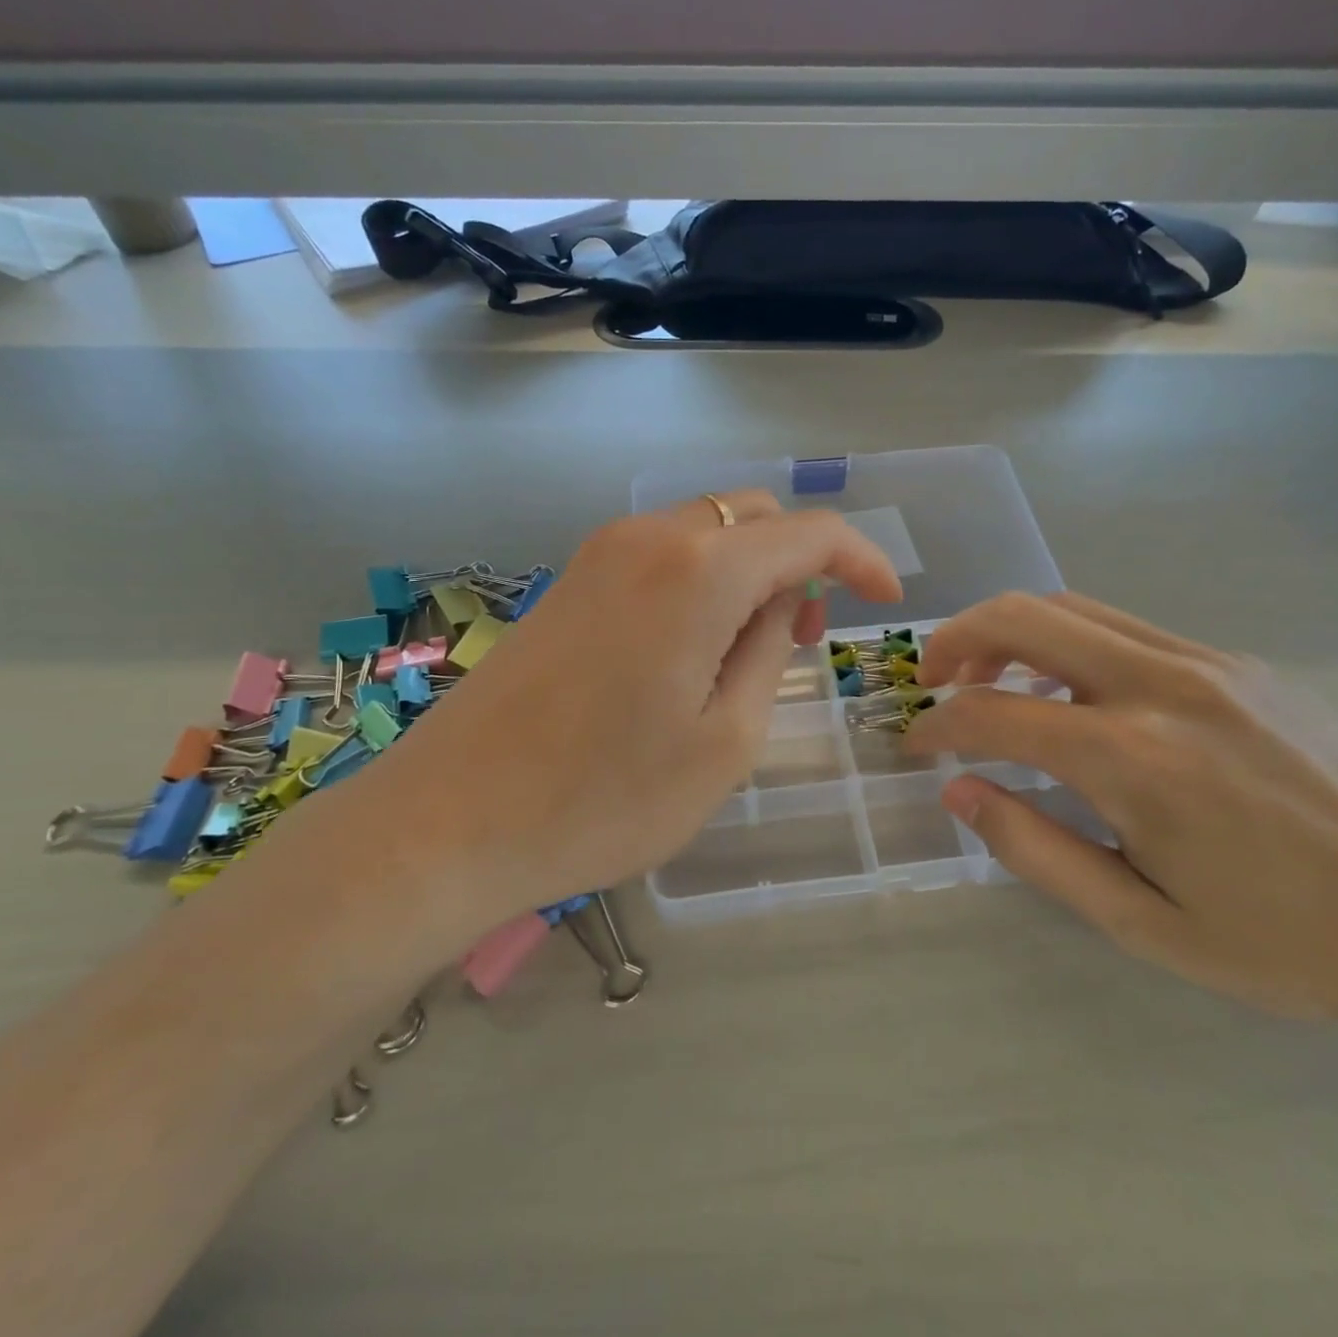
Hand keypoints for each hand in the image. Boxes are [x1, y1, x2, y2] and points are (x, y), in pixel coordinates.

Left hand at [360, 491, 901, 919]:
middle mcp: (649, 538)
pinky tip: (695, 645)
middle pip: (754, 516)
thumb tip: (782, 603)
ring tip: (756, 648)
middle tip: (809, 636)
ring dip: (749, 570)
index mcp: (700, 570)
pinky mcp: (569, 581)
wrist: (450, 820)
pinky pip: (661, 555)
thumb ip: (769, 652)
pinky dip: (702, 579)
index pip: (808, 534)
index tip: (887, 601)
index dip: (861, 559)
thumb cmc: (604, 797)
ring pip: (706, 530)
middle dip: (801, 561)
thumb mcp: (725, 741)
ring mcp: (600, 554)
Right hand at [904, 592, 1337, 1032]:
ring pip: (1073, 608)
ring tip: (990, 682)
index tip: (914, 746)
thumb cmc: (1290, 942)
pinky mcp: (1238, 664)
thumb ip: (1037, 849)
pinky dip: (1067, 645)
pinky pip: (1125, 630)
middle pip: (1024, 616)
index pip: (992, 713)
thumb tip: (960, 790)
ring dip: (1011, 634)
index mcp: (1134, 758)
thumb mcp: (1144, 923)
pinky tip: (1073, 697)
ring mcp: (1207, 662)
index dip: (936, 725)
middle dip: (956, 639)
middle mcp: (1162, 686)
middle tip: (931, 680)